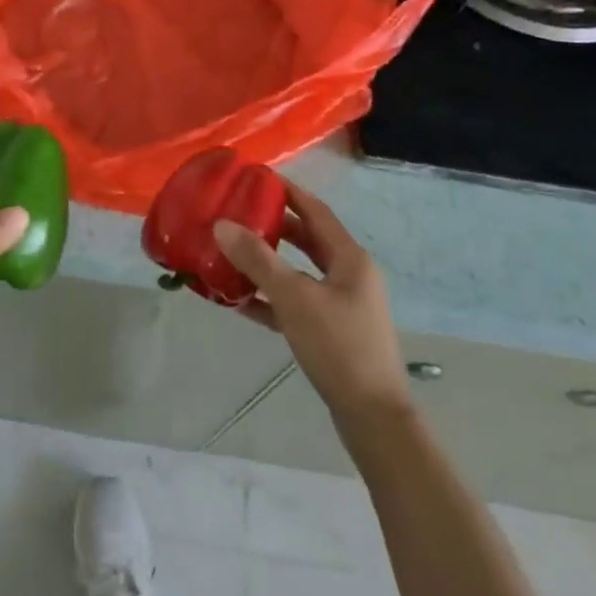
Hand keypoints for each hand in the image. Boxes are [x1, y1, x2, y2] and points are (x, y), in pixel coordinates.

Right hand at [214, 181, 410, 422]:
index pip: (315, 210)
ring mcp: (342, 305)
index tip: (256, 178)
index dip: (287, 191)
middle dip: (273, 226)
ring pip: (299, 272)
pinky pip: (296, 303)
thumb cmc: (338, 346)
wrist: (373, 417)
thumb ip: (257, 260)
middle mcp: (349, 275)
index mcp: (349, 258)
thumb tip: (222, 225)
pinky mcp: (331, 332)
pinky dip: (271, 297)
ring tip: (231, 252)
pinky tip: (240, 300)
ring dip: (268, 263)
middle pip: (307, 239)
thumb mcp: (294, 298)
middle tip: (238, 213)